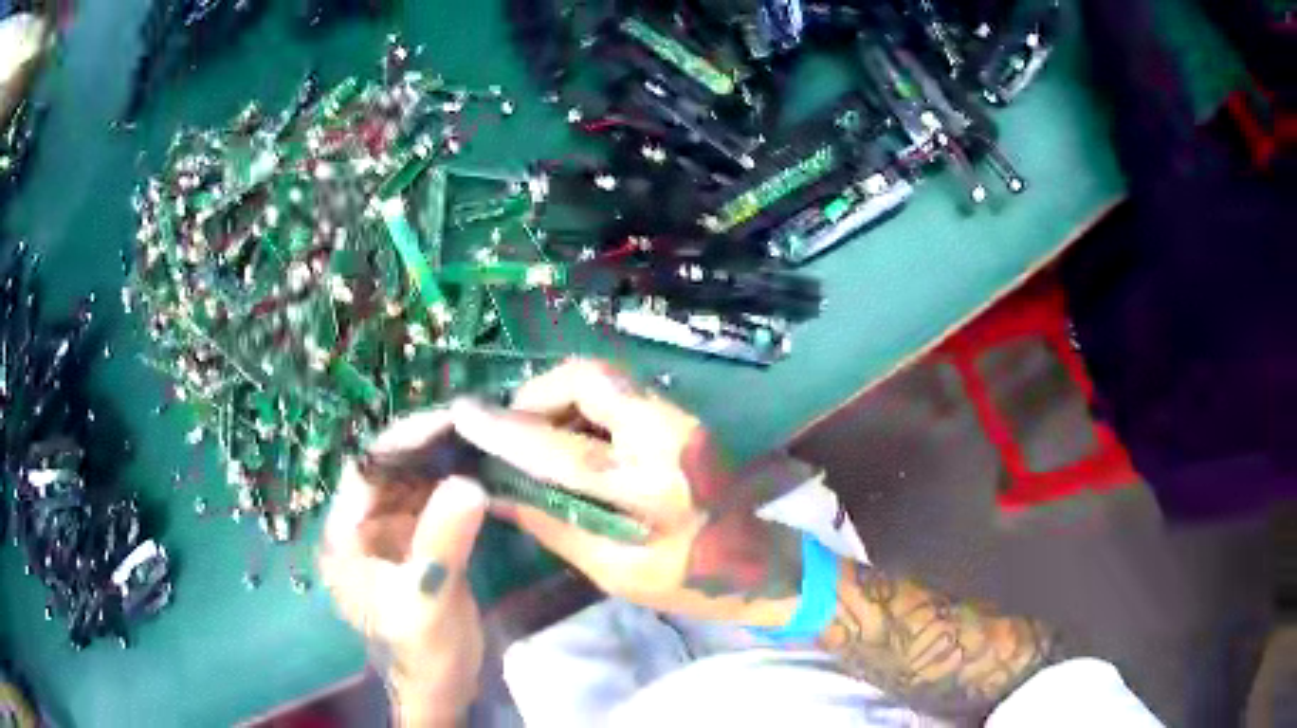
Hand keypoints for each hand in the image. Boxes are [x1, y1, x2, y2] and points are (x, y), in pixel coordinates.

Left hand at [319, 411, 487, 726]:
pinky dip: (457, 483)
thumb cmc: (421, 650)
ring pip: (414, 481)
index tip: (447, 420)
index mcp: (345, 536)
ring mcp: (392, 532)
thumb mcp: (427, 600)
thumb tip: (469, 481)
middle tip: (475, 424)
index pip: (366, 470)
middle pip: (390, 469)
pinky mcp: (419, 540)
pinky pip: (435, 500)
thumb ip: (442, 542)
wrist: (443, 684)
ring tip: (484, 438)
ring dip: (445, 460)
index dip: (403, 440)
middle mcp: (362, 525)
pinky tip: (484, 470)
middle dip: (428, 445)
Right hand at [451, 358, 804, 627]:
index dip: (507, 430)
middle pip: (590, 379)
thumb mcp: (614, 570)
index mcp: (652, 490)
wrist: (762, 564)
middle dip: (538, 393)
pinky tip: (573, 435)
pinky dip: (587, 405)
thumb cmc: (690, 582)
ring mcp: (681, 420)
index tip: (463, 414)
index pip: (563, 450)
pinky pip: (623, 393)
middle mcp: (669, 438)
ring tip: (536, 431)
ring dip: (561, 396)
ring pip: (606, 379)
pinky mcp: (684, 418)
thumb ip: (553, 524)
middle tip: (511, 424)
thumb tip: (496, 492)